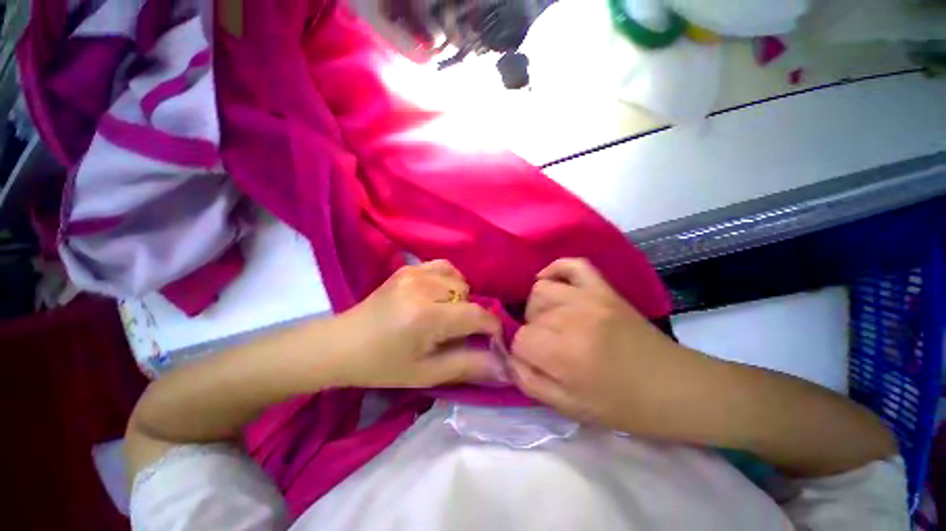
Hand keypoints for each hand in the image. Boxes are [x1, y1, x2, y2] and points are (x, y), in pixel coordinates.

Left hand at [332, 260, 502, 387]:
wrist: (342, 344)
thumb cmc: (383, 365)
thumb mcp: (426, 374)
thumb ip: (468, 366)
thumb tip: (504, 367)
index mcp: (426, 316)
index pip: (476, 314)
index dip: (492, 327)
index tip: (494, 340)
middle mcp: (422, 287)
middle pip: (469, 294)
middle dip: (471, 314)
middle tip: (456, 332)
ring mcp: (413, 272)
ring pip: (459, 279)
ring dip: (460, 297)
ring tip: (445, 313)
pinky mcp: (407, 268)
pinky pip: (443, 266)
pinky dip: (449, 280)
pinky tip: (438, 295)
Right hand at [510, 258, 704, 434]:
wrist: (674, 388)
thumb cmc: (622, 406)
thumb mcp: (569, 408)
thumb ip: (529, 382)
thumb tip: (508, 358)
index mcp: (563, 353)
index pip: (519, 340)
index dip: (523, 352)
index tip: (535, 361)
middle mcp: (572, 317)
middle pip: (529, 314)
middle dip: (532, 333)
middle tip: (548, 347)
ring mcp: (589, 296)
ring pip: (541, 290)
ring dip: (538, 307)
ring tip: (552, 321)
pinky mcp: (603, 288)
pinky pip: (572, 265)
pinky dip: (556, 270)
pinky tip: (551, 283)